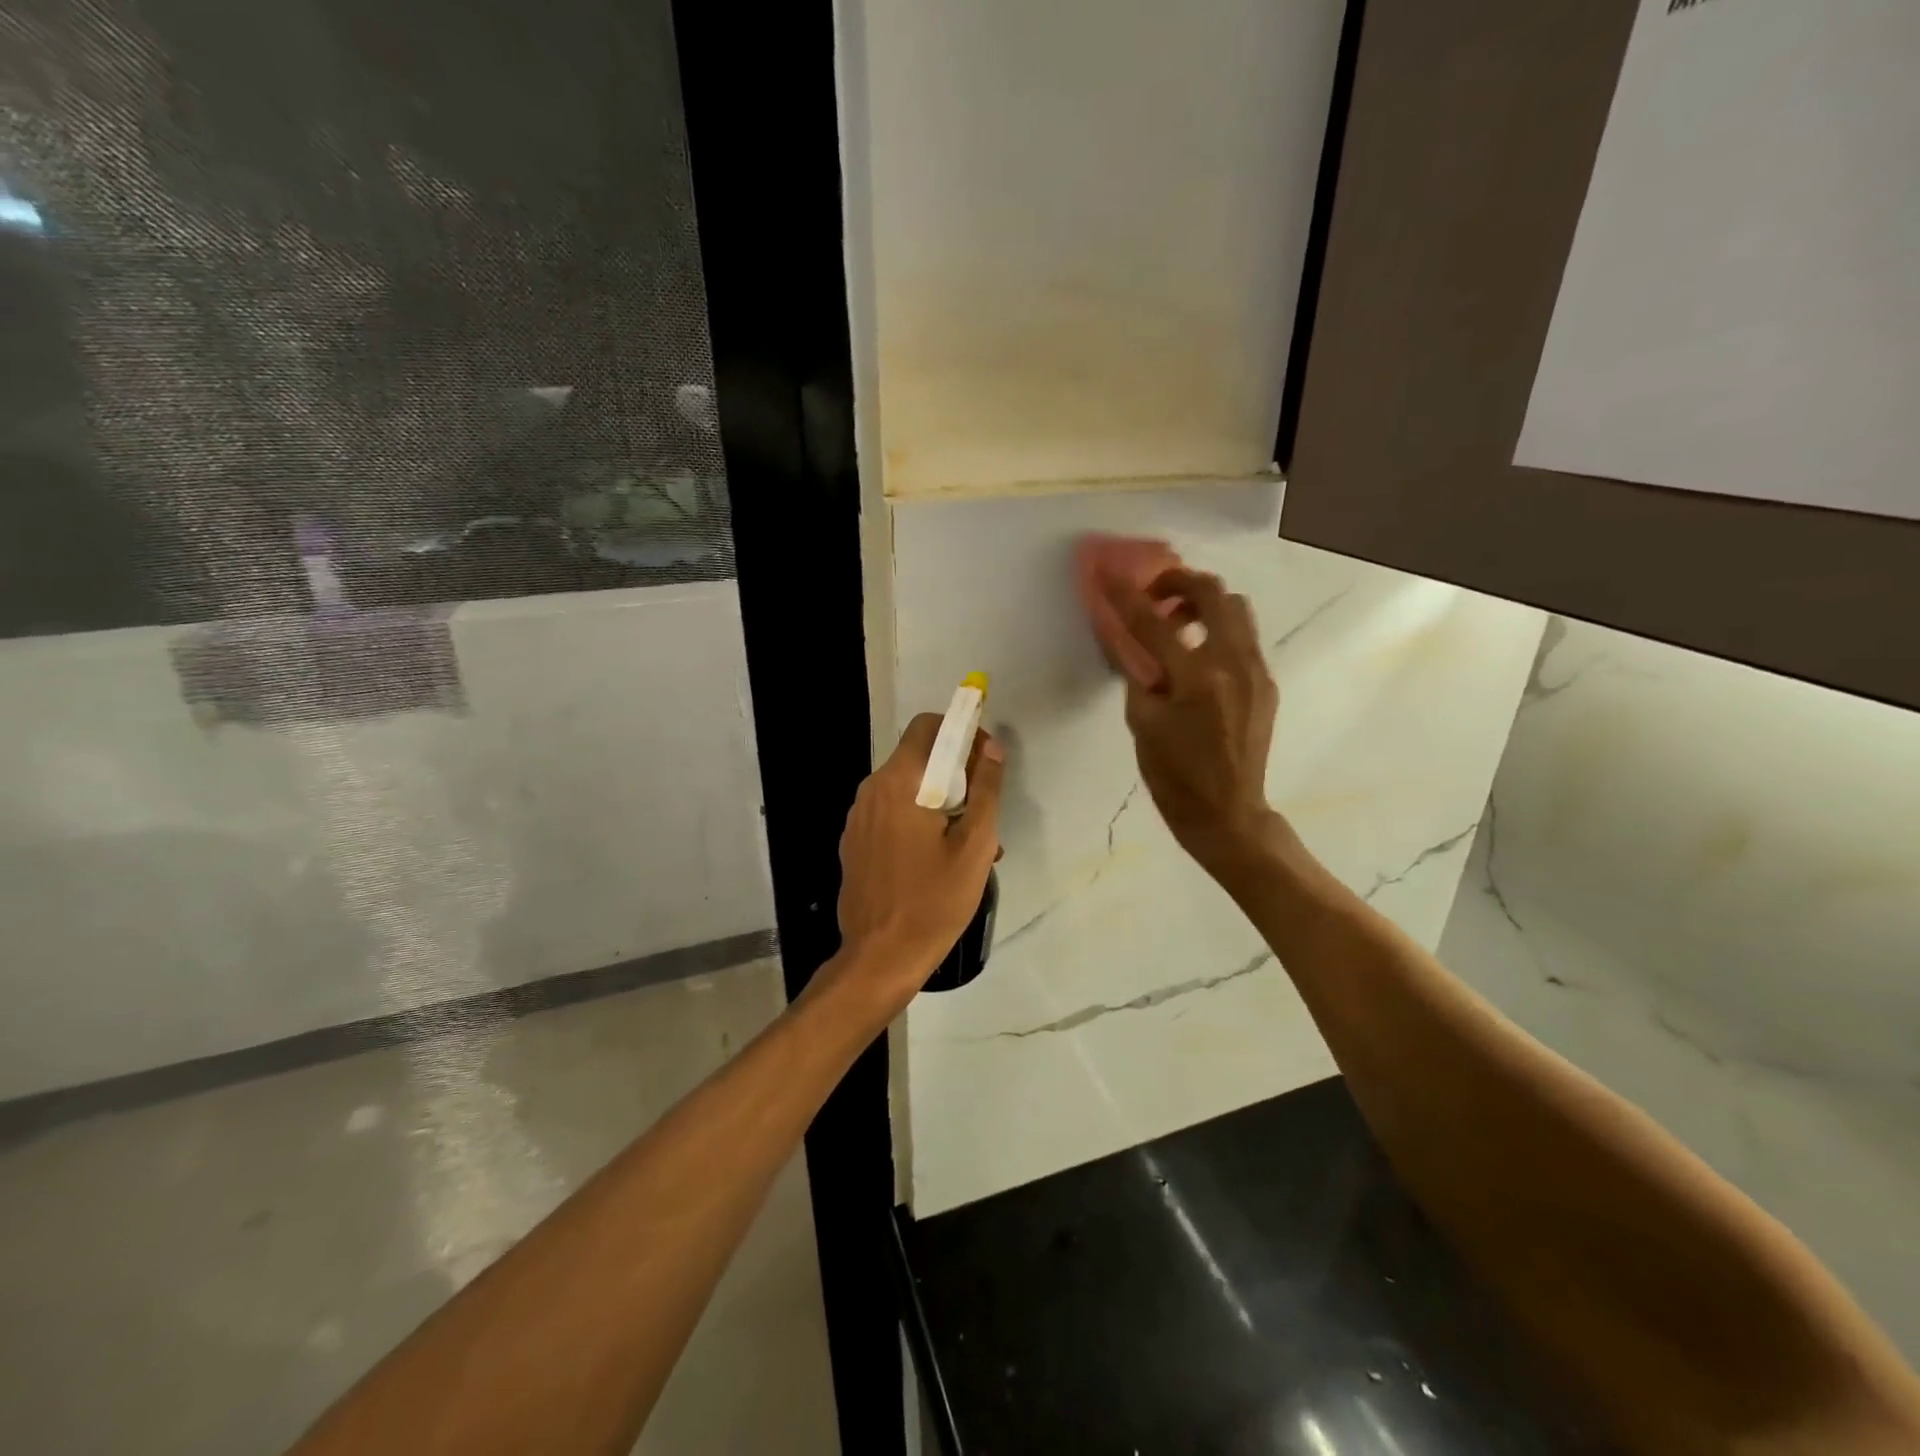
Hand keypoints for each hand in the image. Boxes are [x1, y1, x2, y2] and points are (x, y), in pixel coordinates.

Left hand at [833, 714, 1005, 1002]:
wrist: (880, 957)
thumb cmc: (934, 901)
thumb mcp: (975, 845)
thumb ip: (986, 789)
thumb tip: (992, 748)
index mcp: (899, 783)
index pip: (927, 727)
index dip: (961, 731)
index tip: (985, 760)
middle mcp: (871, 790)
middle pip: (918, 758)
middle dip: (955, 773)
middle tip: (984, 811)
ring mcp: (858, 817)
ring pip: (906, 789)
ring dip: (940, 801)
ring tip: (969, 844)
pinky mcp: (854, 841)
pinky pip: (891, 814)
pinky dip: (917, 820)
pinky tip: (938, 859)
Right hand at [1104, 567, 1278, 875]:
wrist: (1228, 813)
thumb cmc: (1175, 777)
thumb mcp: (1142, 726)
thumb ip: (1139, 676)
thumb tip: (1134, 644)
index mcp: (1196, 678)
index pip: (1153, 623)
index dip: (1126, 595)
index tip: (1108, 574)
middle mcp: (1233, 663)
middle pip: (1213, 593)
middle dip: (1179, 583)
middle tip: (1154, 597)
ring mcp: (1256, 671)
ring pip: (1236, 609)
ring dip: (1203, 604)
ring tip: (1177, 626)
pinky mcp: (1266, 682)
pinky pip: (1244, 637)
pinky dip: (1218, 631)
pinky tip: (1197, 658)